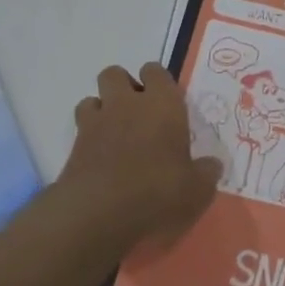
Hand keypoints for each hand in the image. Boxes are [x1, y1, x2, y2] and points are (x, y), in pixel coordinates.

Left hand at [57, 63, 222, 250]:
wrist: (99, 214)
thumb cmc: (158, 192)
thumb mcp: (197, 190)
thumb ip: (206, 173)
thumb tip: (211, 166)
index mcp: (162, 104)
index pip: (156, 71)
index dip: (158, 82)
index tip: (166, 103)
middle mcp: (127, 104)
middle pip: (115, 74)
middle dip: (123, 87)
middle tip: (138, 115)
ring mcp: (96, 123)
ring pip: (93, 98)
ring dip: (102, 110)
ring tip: (115, 135)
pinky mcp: (73, 146)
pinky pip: (80, 129)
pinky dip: (88, 138)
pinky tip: (100, 159)